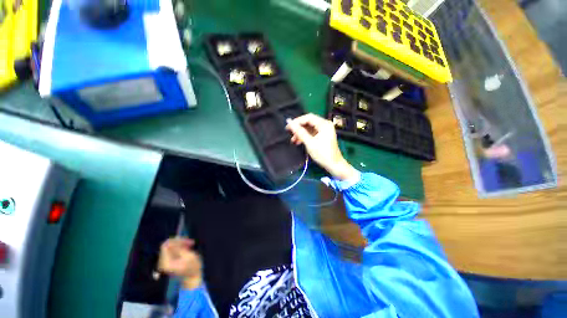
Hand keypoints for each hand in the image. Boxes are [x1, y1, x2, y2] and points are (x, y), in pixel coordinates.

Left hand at [158, 238, 201, 288]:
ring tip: (191, 245)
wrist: (193, 278)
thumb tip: (169, 241)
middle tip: (191, 242)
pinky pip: (172, 250)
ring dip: (180, 244)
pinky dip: (180, 247)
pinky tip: (187, 248)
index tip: (187, 241)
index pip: (165, 246)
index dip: (176, 241)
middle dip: (179, 242)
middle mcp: (162, 262)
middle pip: (168, 245)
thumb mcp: (188, 256)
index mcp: (166, 262)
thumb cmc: (193, 267)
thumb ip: (178, 248)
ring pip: (170, 246)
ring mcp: (165, 262)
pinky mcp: (168, 261)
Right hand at [286, 113, 357, 181]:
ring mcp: (324, 130)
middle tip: (290, 133)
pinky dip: (305, 136)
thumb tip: (289, 122)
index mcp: (324, 124)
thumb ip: (299, 132)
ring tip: (293, 140)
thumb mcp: (309, 142)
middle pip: (309, 122)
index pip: (308, 117)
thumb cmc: (322, 154)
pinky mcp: (323, 136)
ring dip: (301, 133)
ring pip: (309, 128)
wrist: (334, 165)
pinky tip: (298, 141)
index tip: (288, 127)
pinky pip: (312, 133)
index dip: (297, 121)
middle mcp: (325, 125)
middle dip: (299, 128)